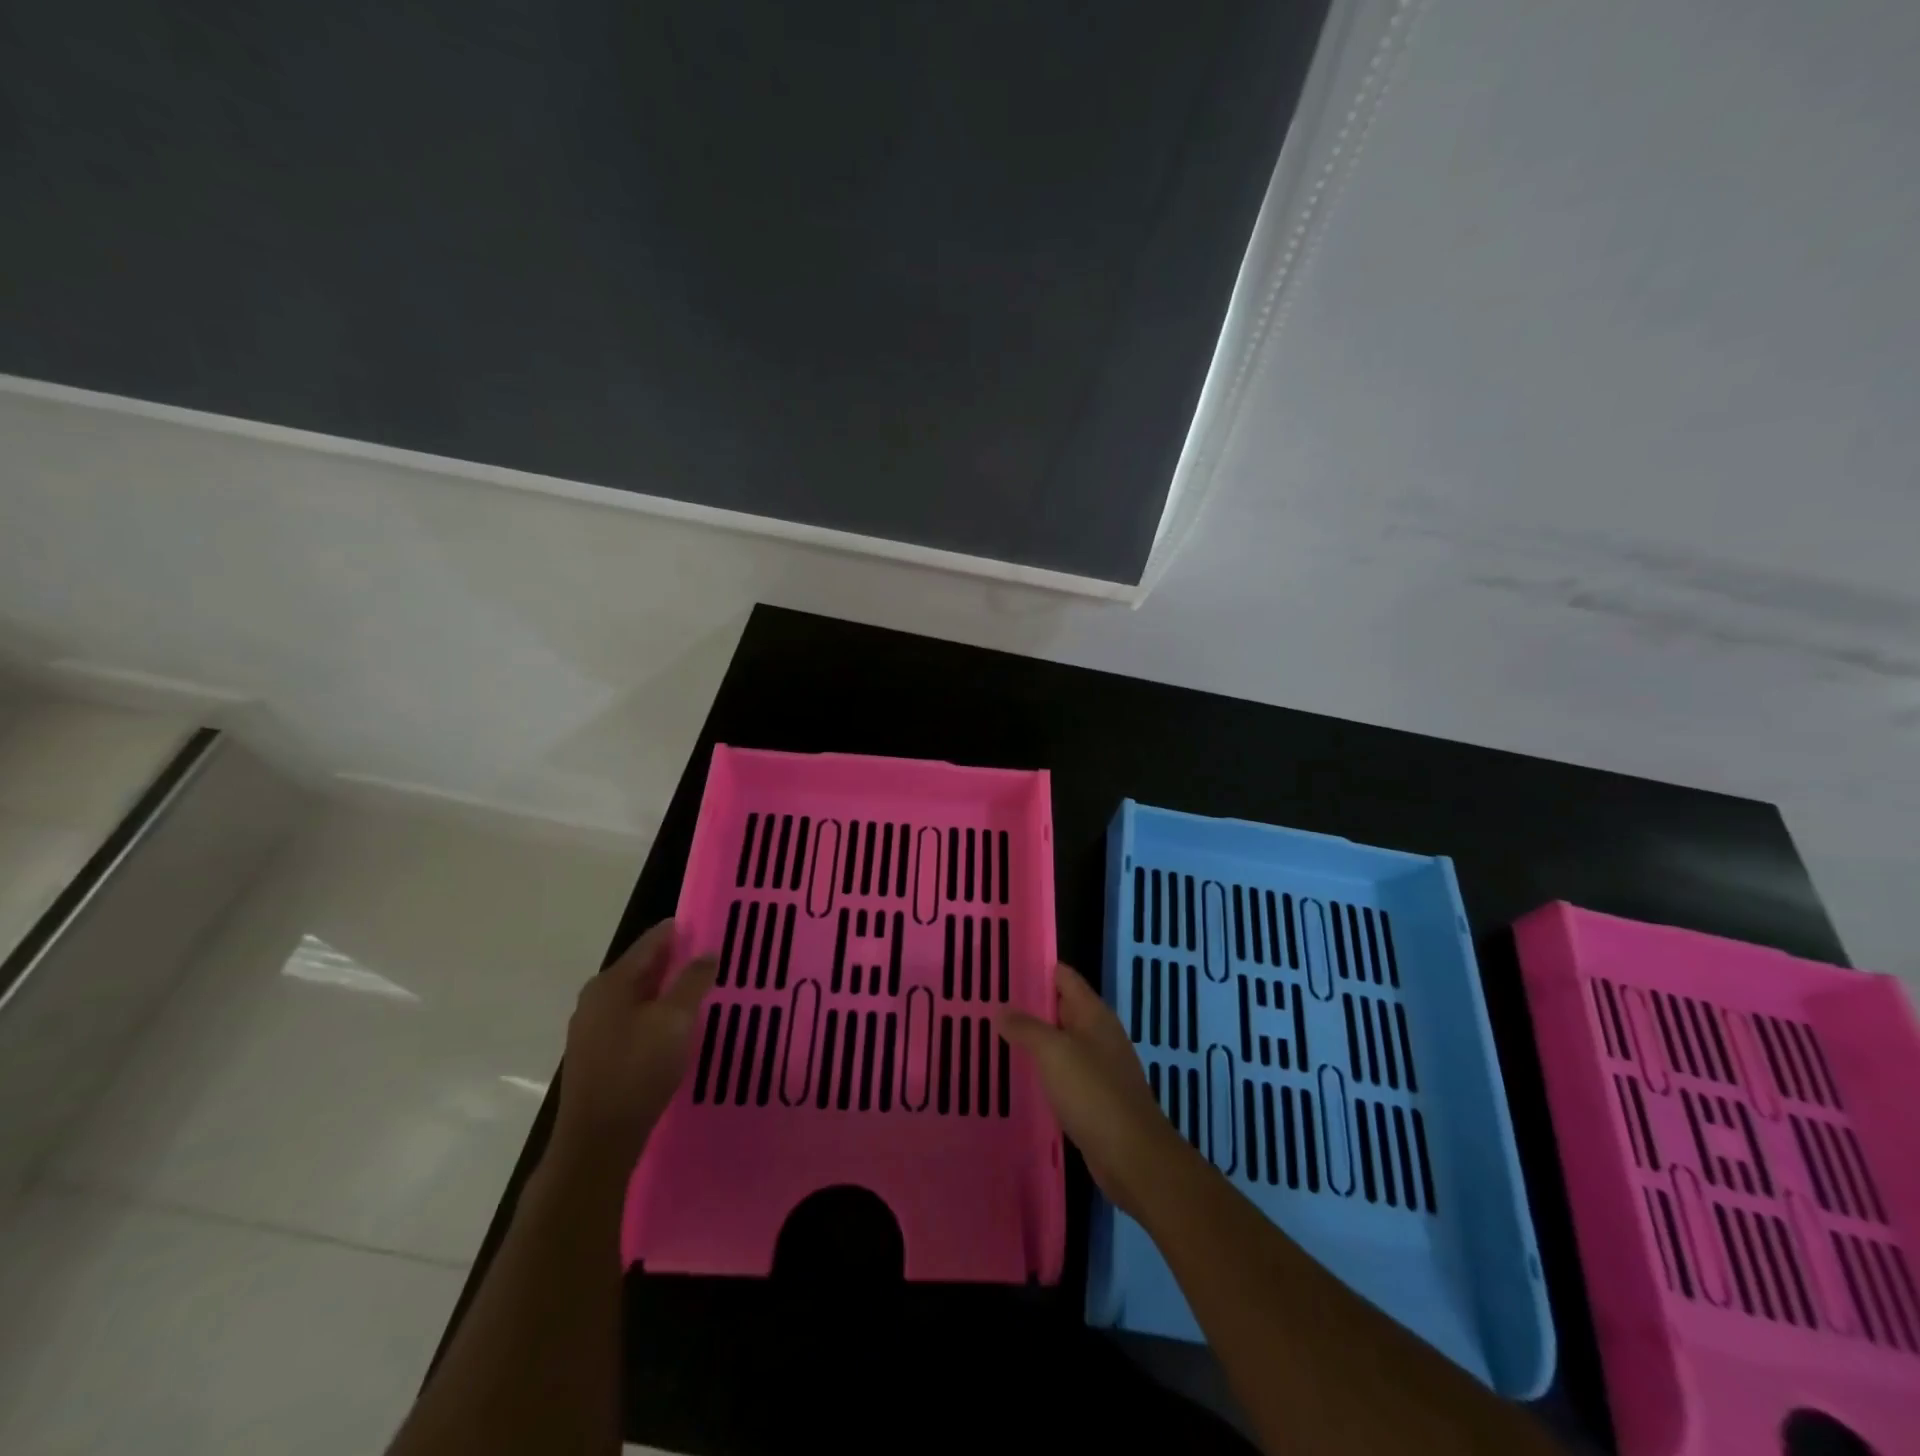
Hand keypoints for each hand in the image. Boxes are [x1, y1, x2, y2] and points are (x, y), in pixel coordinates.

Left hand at [551, 919, 715, 1173]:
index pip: (651, 942)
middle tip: (711, 958)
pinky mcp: (595, 1054)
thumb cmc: (638, 1071)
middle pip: (642, 967)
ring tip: (699, 990)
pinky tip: (675, 1026)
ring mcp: (591, 1028)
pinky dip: (654, 1013)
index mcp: (611, 982)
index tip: (709, 925)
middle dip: (675, 961)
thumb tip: (707, 952)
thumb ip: (693, 981)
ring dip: (666, 990)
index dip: (680, 931)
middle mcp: (596, 998)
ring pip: (637, 995)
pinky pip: (631, 1019)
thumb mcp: (675, 1020)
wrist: (597, 1141)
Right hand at [998, 962, 1193, 1218]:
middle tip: (989, 1002)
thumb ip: (1026, 1028)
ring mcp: (1099, 1067)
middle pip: (1061, 1007)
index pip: (1063, 976)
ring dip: (1034, 1039)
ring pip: (1061, 1042)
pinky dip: (1043, 1069)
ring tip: (996, 1036)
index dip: (1036, 967)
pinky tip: (1020, 1076)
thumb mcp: (1053, 1052)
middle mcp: (1098, 1034)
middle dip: (1029, 1004)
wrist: (1133, 1157)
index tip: (1002, 966)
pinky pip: (1064, 1073)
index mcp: (1094, 1014)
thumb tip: (1001, 1010)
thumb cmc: (1093, 1093)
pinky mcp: (1095, 1098)